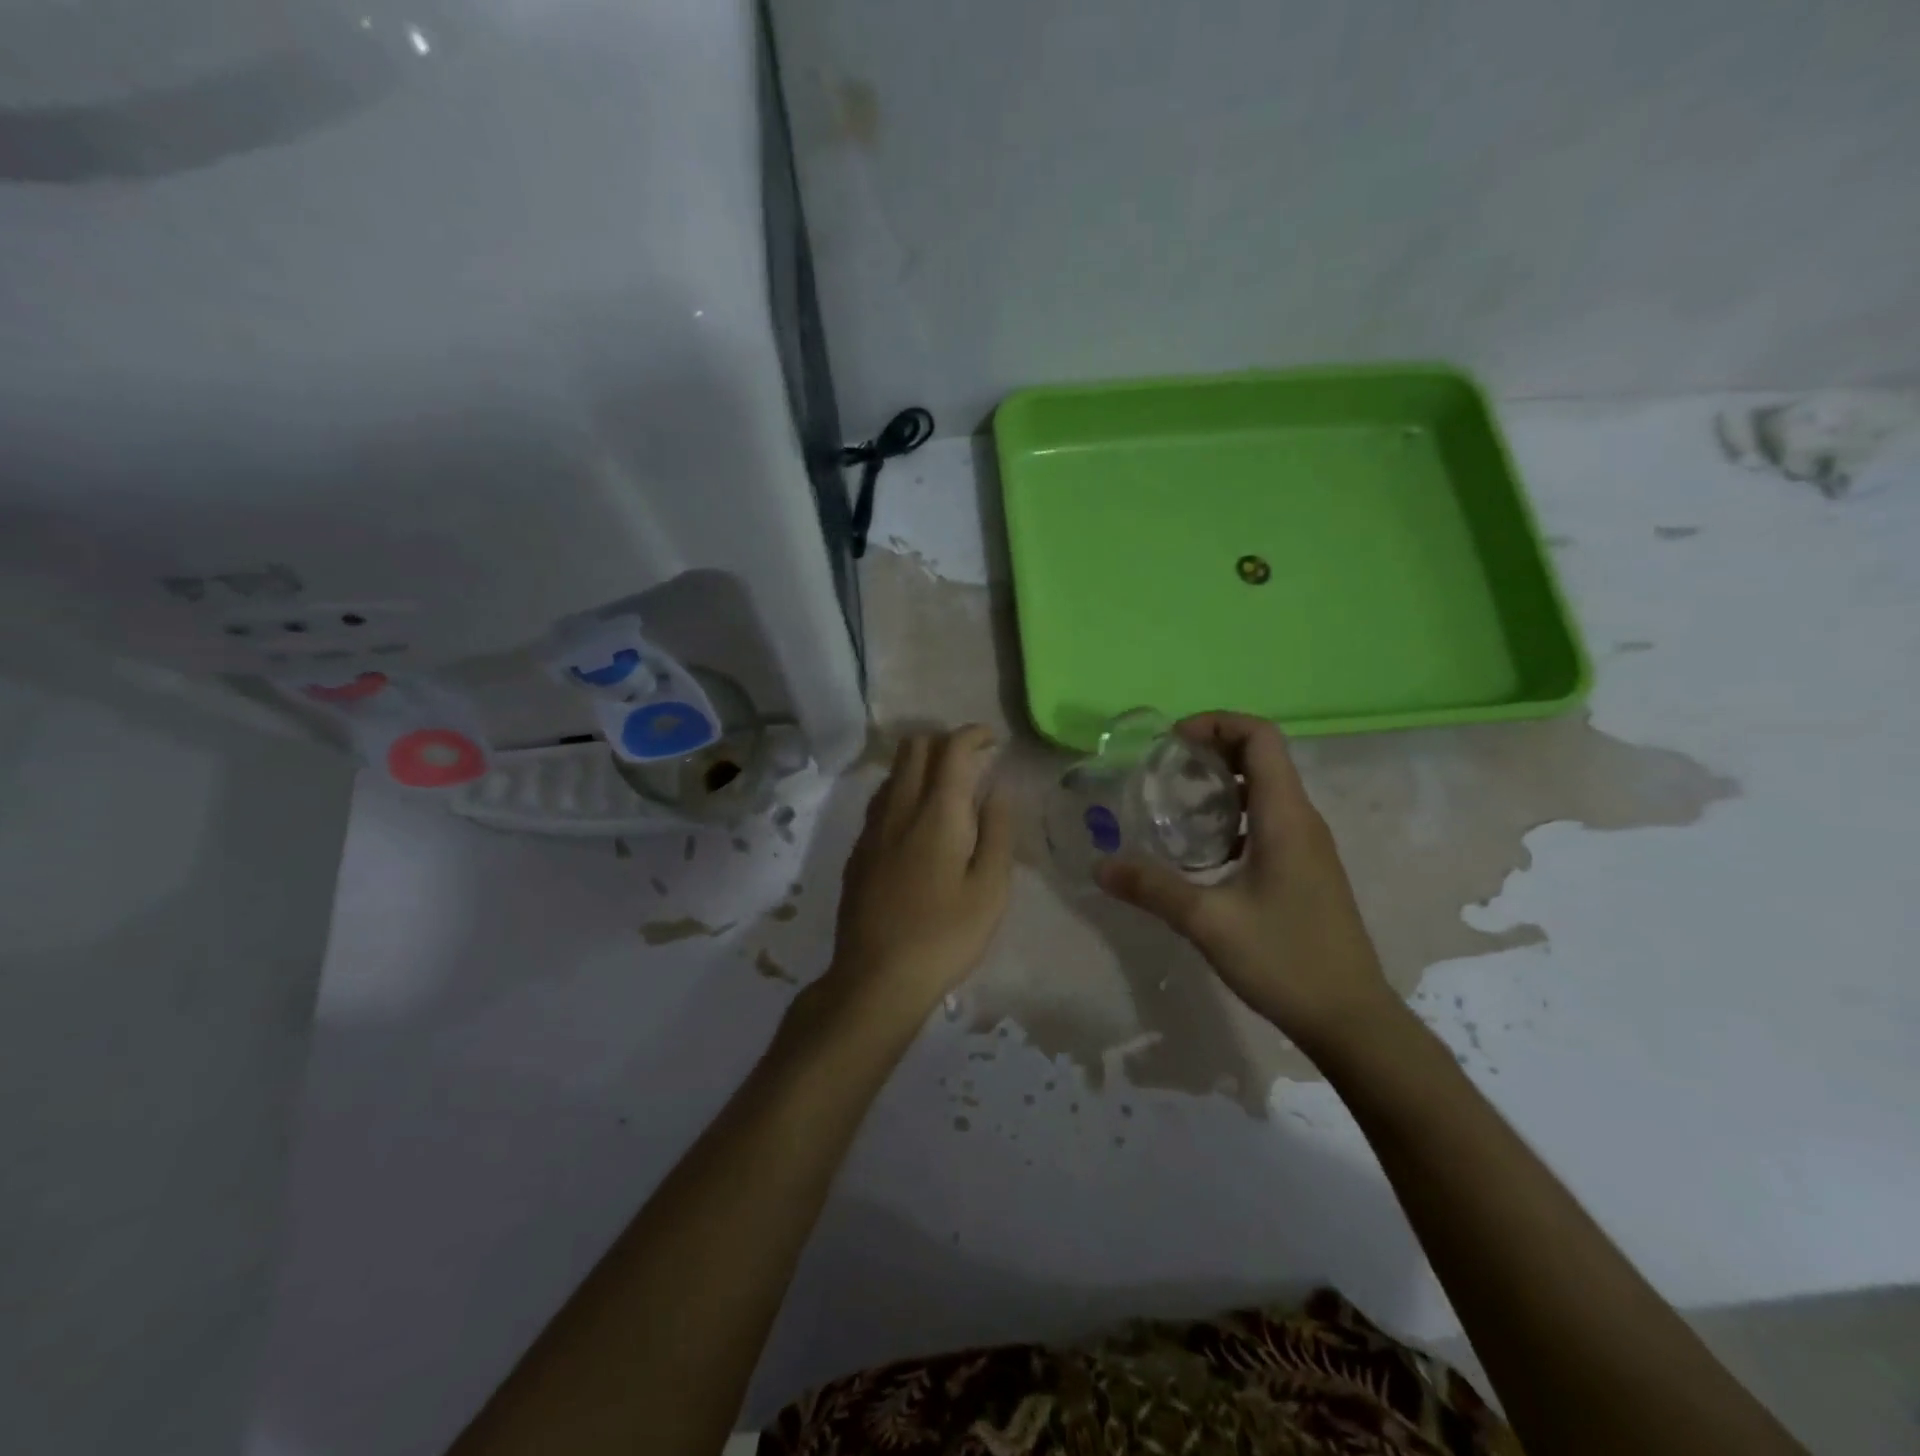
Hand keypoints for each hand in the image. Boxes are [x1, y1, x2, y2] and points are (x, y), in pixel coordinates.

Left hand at [822, 726, 1014, 1027]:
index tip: (993, 741)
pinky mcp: (858, 850)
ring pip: (893, 771)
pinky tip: (918, 821)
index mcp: (937, 813)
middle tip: (972, 761)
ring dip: (921, 764)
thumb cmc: (945, 936)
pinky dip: (903, 790)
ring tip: (948, 789)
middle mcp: (899, 808)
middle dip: (944, 741)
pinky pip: (881, 799)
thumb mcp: (990, 889)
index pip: (951, 748)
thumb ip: (996, 830)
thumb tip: (997, 787)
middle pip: (914, 746)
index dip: (973, 734)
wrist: (876, 977)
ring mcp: (872, 828)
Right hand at [1095, 712, 1396, 1056]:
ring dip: (1224, 782)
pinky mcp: (1307, 869)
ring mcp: (1309, 845)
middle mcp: (1303, 820)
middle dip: (1214, 748)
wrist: (1351, 1019)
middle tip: (1166, 768)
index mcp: (1285, 816)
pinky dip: (1235, 813)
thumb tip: (1100, 864)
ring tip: (1177, 802)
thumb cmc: (1285, 959)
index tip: (1173, 742)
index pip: (1260, 737)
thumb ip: (1152, 888)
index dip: (1217, 723)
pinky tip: (1206, 848)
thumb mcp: (1208, 922)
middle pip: (1263, 756)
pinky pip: (1270, 819)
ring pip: (1267, 789)